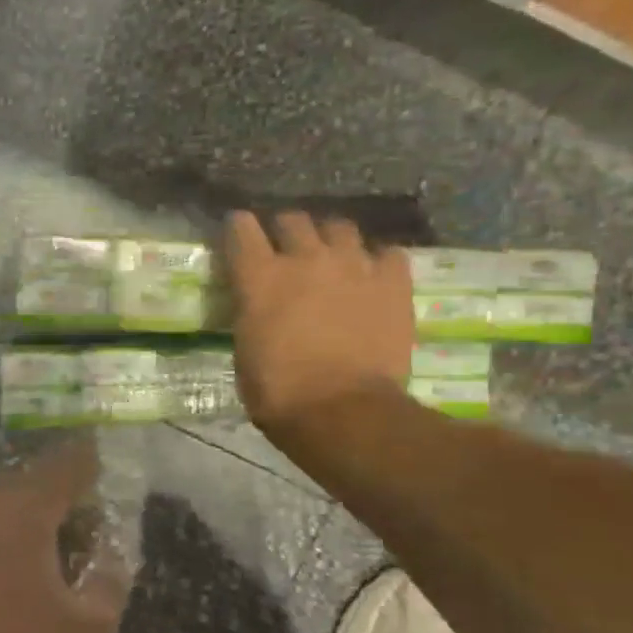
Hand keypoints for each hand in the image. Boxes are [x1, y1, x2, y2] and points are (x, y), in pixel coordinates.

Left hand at [0, 438, 129, 632]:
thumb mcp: (91, 631)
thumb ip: (108, 579)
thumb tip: (110, 553)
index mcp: (18, 514)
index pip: (60, 468)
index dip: (86, 462)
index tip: (103, 462)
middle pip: (20, 482)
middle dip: (53, 491)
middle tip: (82, 514)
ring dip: (19, 516)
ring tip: (47, 547)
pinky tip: (5, 575)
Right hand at [226, 211, 414, 432]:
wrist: (343, 412)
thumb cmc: (279, 392)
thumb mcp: (245, 349)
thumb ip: (251, 314)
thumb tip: (258, 307)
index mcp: (260, 277)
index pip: (242, 228)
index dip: (239, 228)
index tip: (239, 234)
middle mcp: (306, 258)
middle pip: (293, 220)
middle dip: (285, 230)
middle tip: (286, 250)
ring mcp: (354, 265)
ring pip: (339, 227)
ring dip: (329, 239)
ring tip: (331, 258)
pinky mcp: (393, 282)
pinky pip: (387, 253)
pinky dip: (376, 260)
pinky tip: (372, 276)